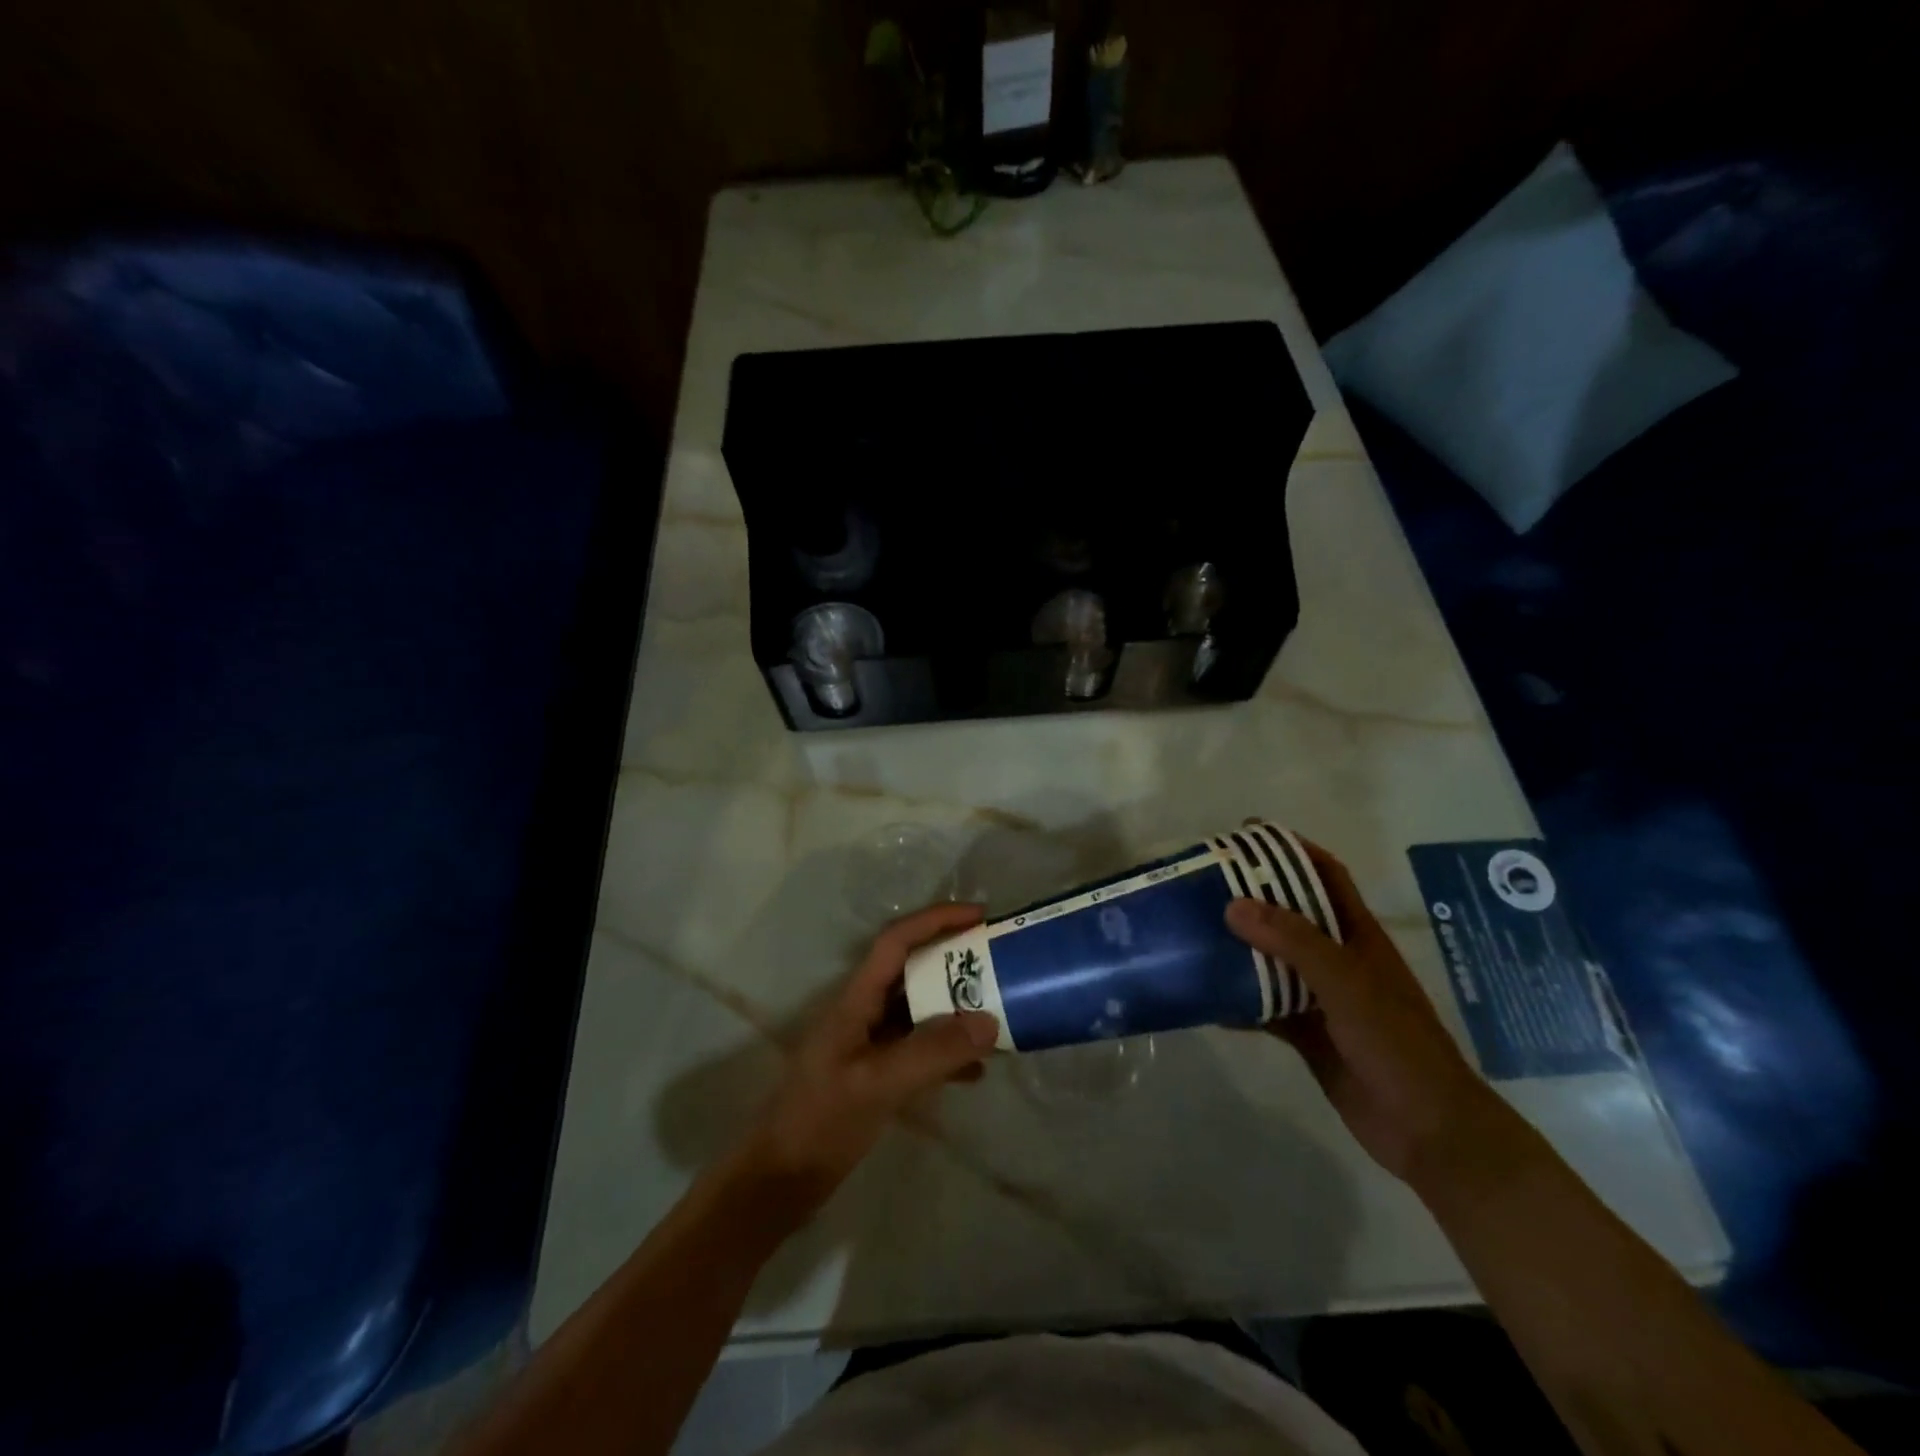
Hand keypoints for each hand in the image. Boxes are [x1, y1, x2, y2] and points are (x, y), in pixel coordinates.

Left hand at [734, 902, 999, 1220]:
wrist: (779, 1182)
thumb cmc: (820, 1123)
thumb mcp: (878, 1084)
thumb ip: (932, 1053)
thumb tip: (989, 1022)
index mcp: (856, 998)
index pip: (897, 941)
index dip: (937, 919)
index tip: (980, 915)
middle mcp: (863, 1011)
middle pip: (913, 970)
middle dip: (955, 961)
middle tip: (999, 963)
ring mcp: (869, 1043)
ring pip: (919, 1010)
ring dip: (956, 1008)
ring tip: (998, 1013)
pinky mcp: (875, 1074)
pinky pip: (919, 1049)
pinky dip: (947, 1053)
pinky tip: (976, 1073)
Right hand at [1225, 842, 1504, 1184]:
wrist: (1427, 1130)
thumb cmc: (1395, 1042)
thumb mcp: (1345, 982)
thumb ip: (1293, 941)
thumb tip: (1233, 904)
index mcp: (1358, 935)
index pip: (1325, 875)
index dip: (1291, 849)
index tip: (1246, 835)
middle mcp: (1338, 959)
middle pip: (1290, 914)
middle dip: (1251, 895)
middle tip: (1203, 883)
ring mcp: (1322, 997)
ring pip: (1272, 960)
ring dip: (1239, 947)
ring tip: (1193, 931)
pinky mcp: (1307, 1033)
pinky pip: (1264, 1006)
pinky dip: (1238, 999)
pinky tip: (1205, 996)